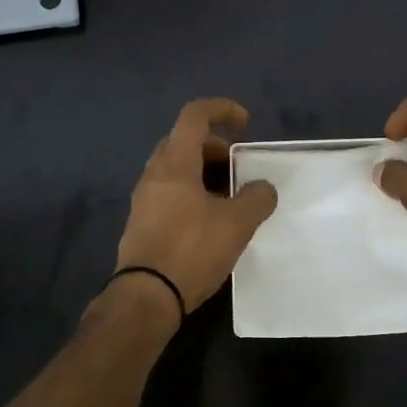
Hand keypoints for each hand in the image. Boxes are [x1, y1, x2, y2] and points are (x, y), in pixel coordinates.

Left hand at [114, 98, 278, 314]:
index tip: (246, 124)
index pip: (194, 116)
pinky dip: (193, 192)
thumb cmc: (191, 249)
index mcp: (175, 163)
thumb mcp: (236, 223)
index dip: (222, 109)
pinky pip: (170, 192)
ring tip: (231, 197)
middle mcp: (154, 173)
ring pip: (176, 169)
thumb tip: (263, 188)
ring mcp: (145, 198)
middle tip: (238, 166)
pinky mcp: (143, 222)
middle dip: (215, 147)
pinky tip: (211, 220)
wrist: (146, 297)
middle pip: (184, 141)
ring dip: (204, 172)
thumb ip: (256, 198)